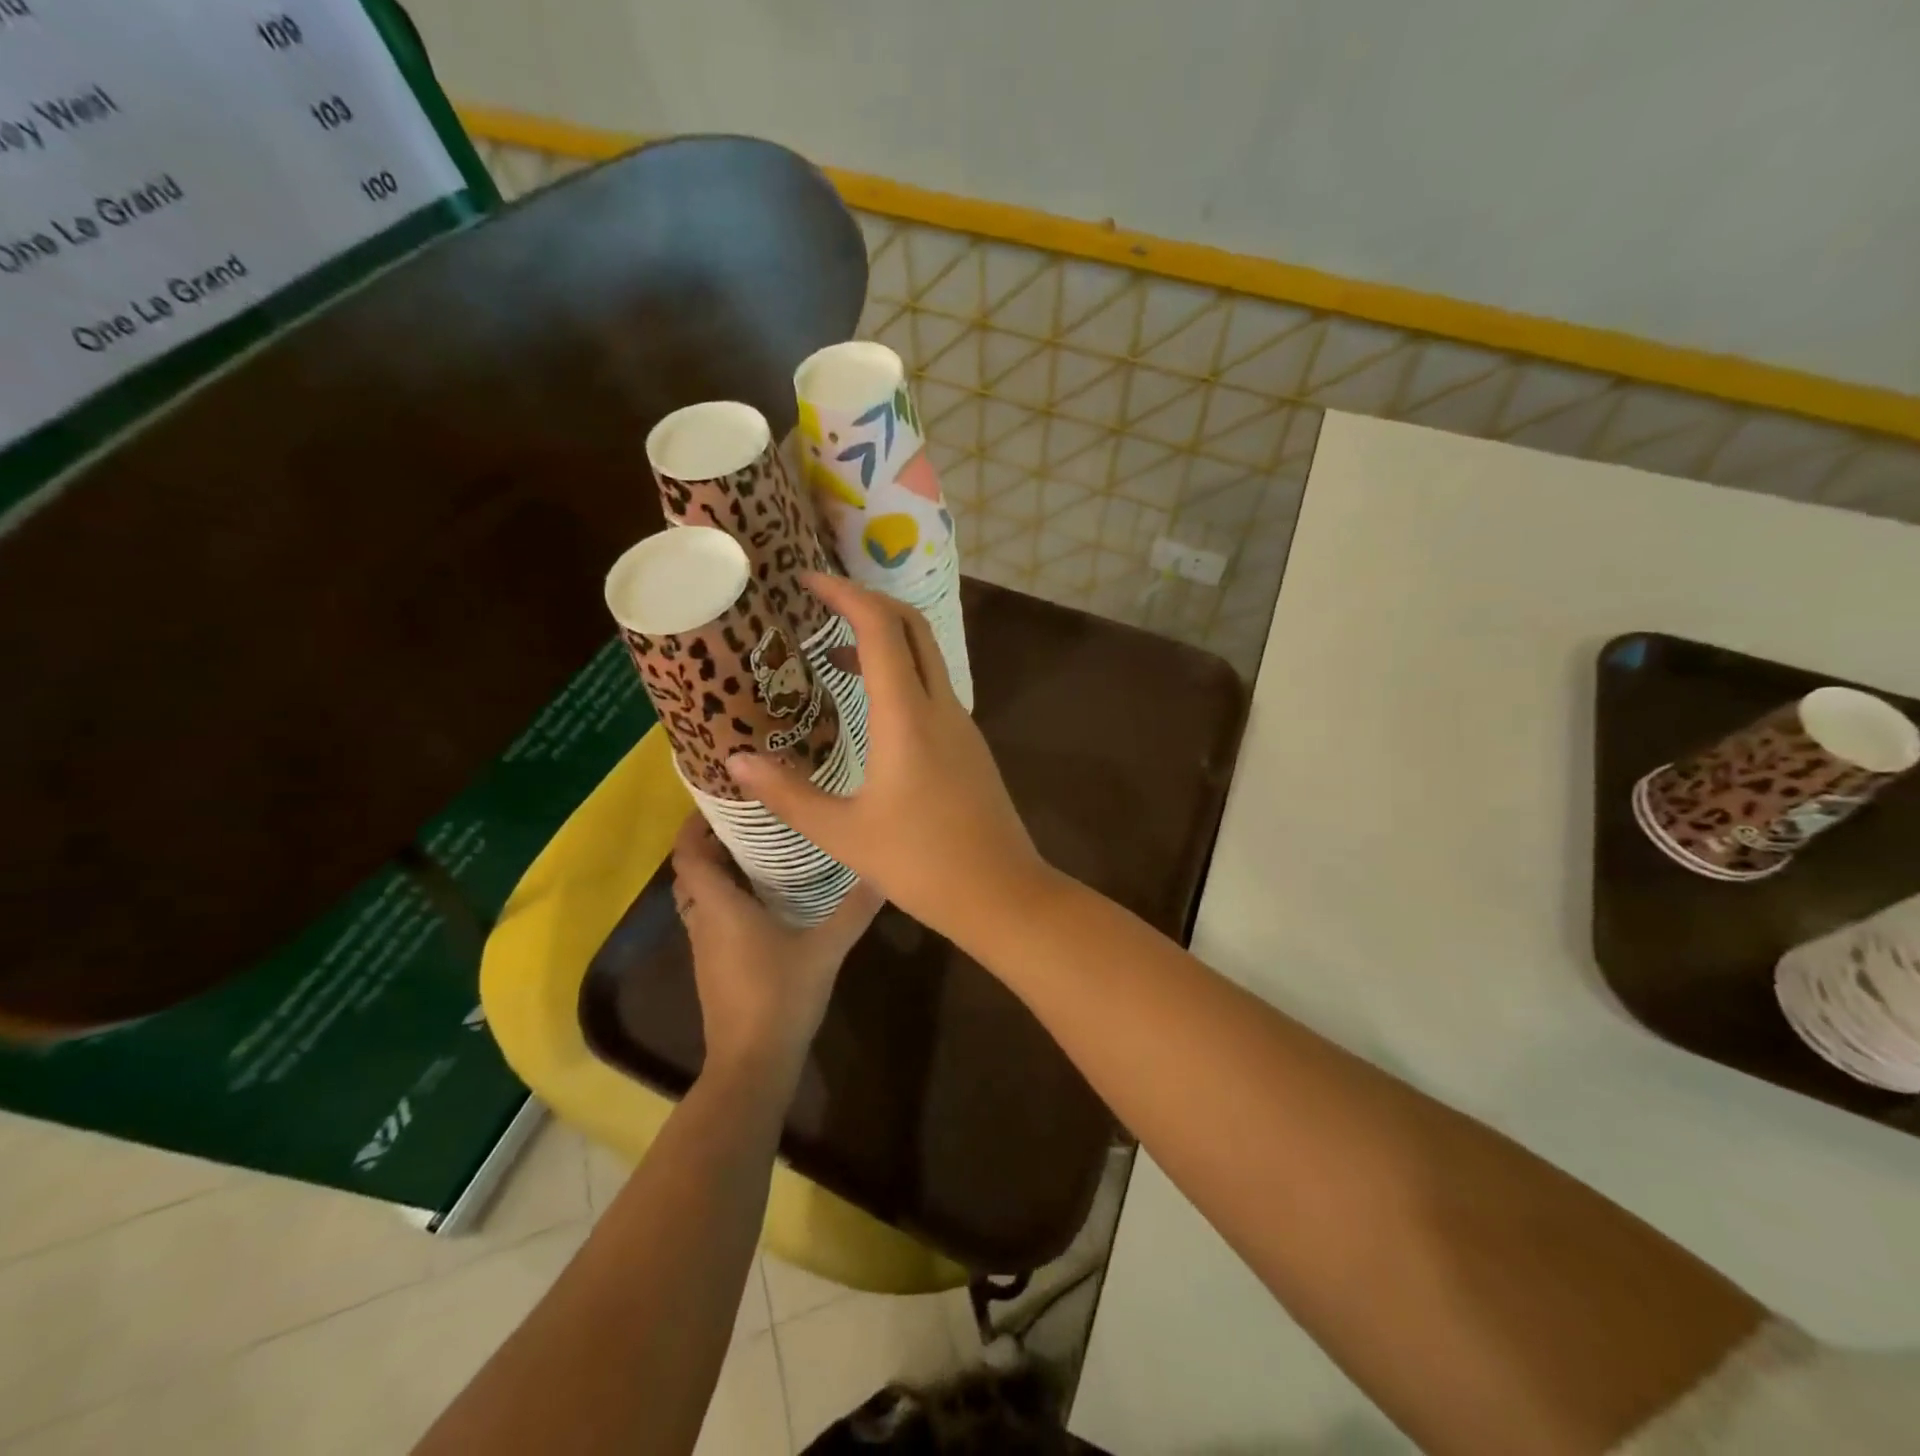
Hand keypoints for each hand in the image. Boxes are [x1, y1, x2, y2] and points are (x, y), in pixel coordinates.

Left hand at [671, 813, 881, 1078]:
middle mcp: (704, 921)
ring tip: (756, 852)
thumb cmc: (781, 996)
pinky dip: (723, 899)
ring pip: (698, 898)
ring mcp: (705, 948)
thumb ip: (854, 909)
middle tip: (748, 821)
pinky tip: (761, 900)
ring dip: (715, 873)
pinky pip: (709, 919)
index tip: (719, 801)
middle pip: (690, 872)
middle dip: (709, 844)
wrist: (752, 1062)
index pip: (688, 854)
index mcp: (721, 907)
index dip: (693, 825)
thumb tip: (883, 871)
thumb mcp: (826, 948)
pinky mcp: (712, 968)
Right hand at [727, 573, 1049, 946]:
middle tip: (819, 605)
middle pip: (911, 627)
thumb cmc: (922, 864)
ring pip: (925, 656)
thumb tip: (735, 761)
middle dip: (867, 603)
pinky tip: (869, 708)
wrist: (1002, 894)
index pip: (880, 628)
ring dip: (883, 641)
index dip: (844, 594)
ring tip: (830, 657)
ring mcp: (961, 724)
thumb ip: (788, 794)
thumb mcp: (844, 833)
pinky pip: (932, 688)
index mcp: (907, 717)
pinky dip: (899, 674)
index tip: (806, 580)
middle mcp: (941, 706)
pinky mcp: (969, 745)